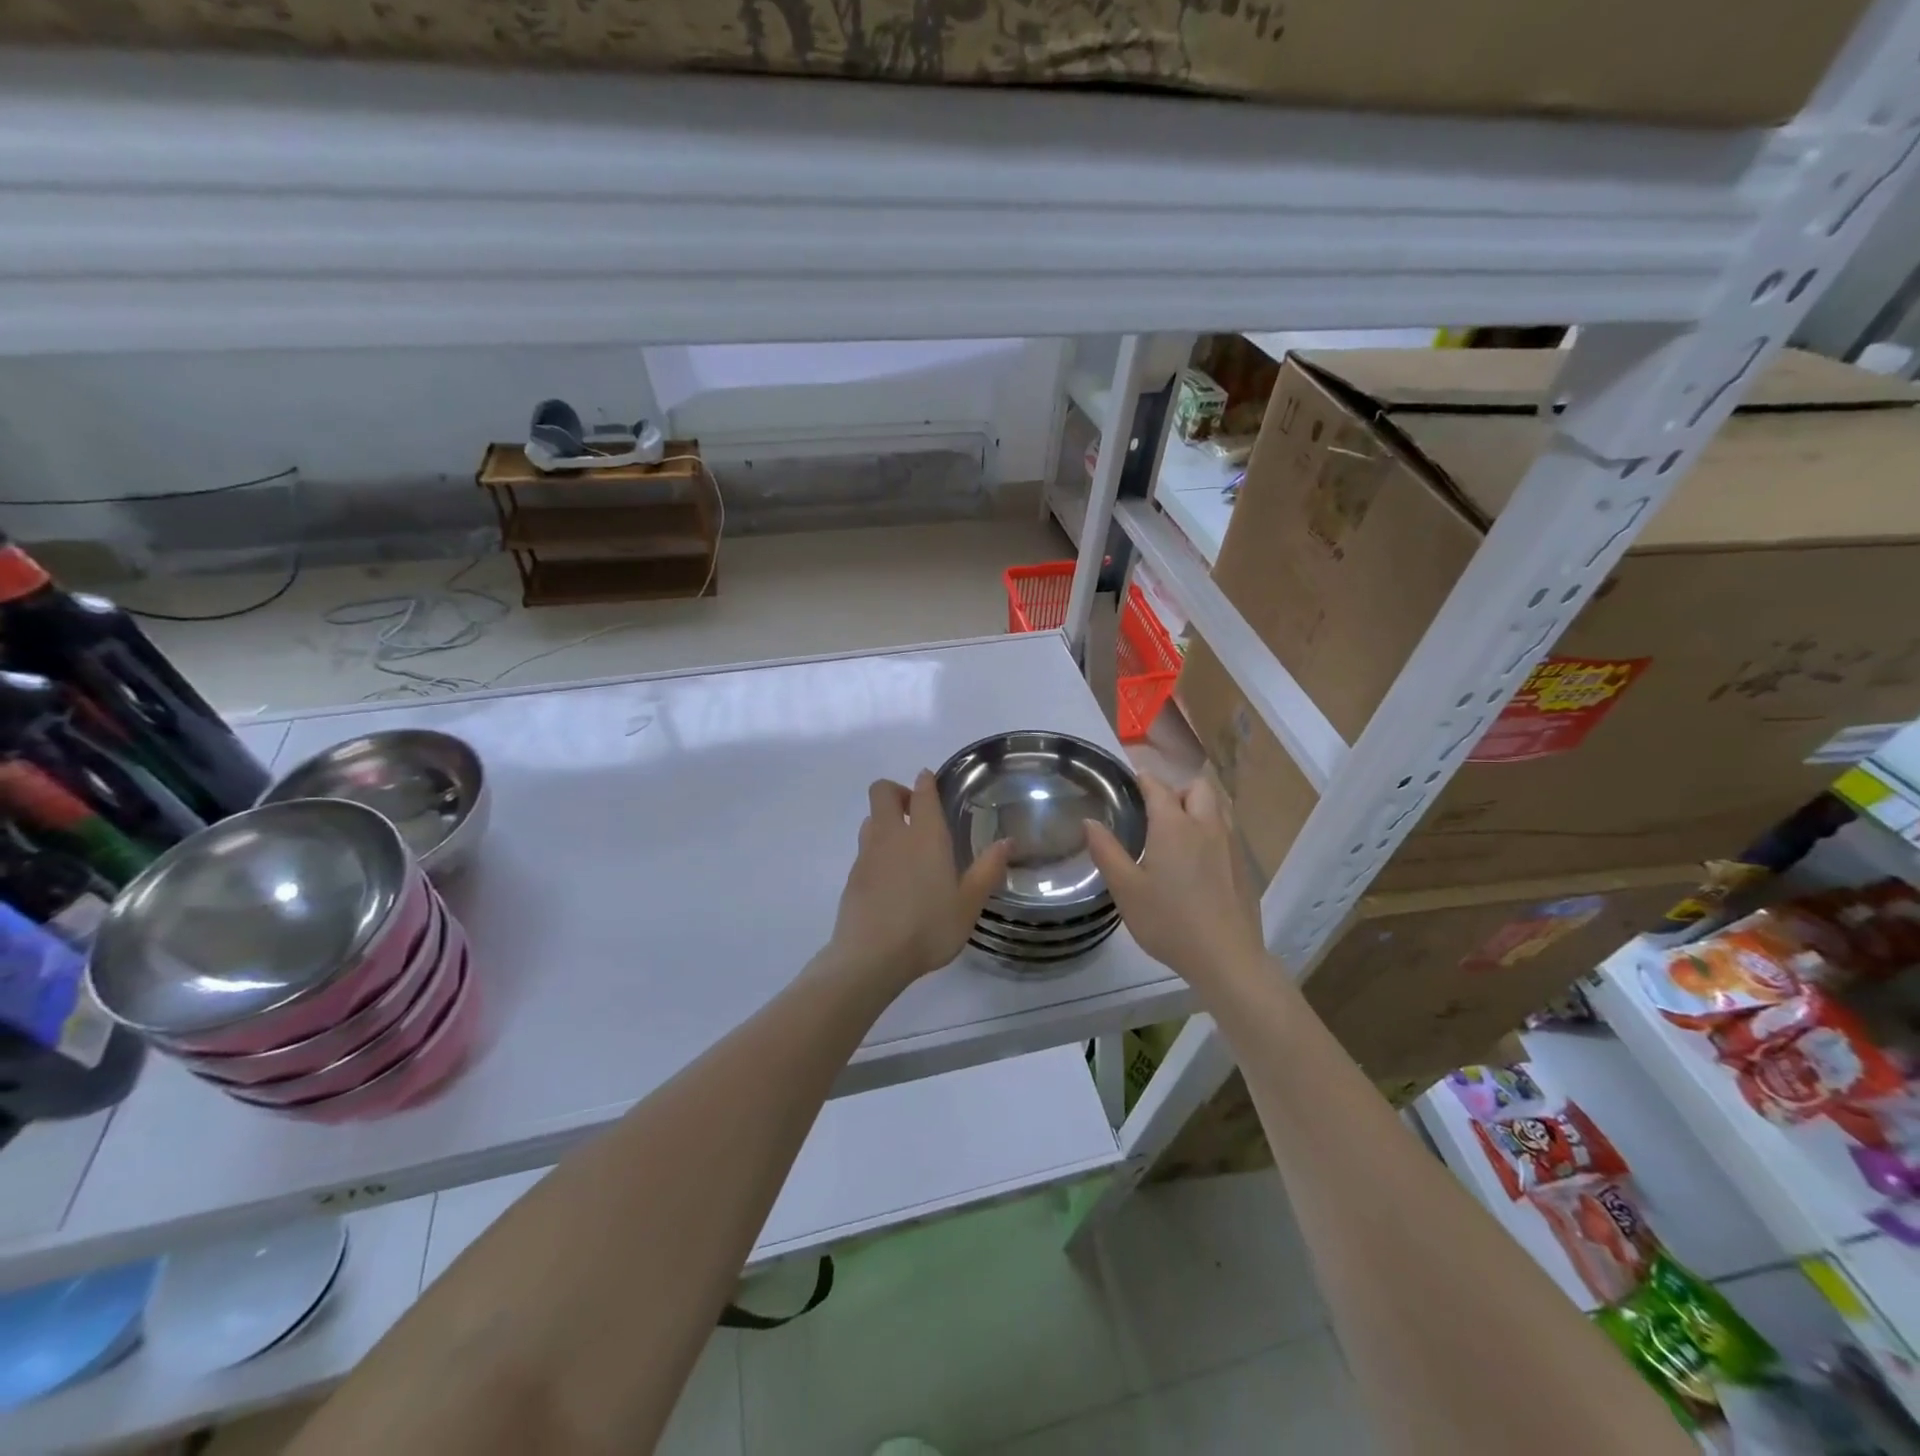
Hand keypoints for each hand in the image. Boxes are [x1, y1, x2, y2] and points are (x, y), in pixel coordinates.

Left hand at [828, 771, 1010, 990]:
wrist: (871, 957)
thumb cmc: (928, 927)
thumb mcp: (969, 904)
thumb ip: (988, 870)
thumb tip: (1008, 842)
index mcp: (925, 836)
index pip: (922, 792)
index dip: (925, 781)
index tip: (929, 781)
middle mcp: (892, 836)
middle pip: (882, 792)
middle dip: (897, 792)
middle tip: (915, 813)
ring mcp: (867, 855)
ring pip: (870, 819)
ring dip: (885, 821)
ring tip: (904, 846)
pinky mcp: (852, 876)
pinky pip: (864, 849)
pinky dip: (876, 850)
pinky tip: (891, 879)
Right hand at [1084, 772, 1267, 993]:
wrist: (1226, 957)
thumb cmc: (1169, 921)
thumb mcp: (1126, 889)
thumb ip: (1106, 851)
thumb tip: (1089, 822)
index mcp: (1174, 825)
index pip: (1158, 787)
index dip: (1143, 779)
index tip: (1129, 783)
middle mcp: (1206, 825)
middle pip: (1197, 787)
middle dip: (1176, 789)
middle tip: (1156, 810)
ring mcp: (1230, 845)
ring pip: (1217, 806)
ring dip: (1198, 806)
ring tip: (1177, 830)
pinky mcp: (1244, 866)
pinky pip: (1227, 831)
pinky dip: (1210, 829)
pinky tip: (1198, 859)